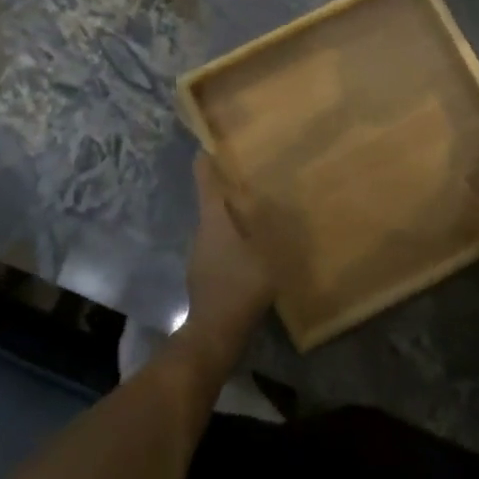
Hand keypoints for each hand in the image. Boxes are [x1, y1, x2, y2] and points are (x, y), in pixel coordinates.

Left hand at [184, 153, 273, 342]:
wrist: (215, 333)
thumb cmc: (242, 286)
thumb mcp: (266, 253)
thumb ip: (272, 227)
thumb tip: (279, 203)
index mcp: (214, 219)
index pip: (205, 181)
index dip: (206, 162)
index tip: (208, 145)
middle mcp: (201, 231)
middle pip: (211, 203)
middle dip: (226, 191)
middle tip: (249, 180)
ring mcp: (199, 254)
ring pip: (215, 227)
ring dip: (230, 218)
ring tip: (254, 214)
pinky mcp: (203, 275)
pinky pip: (218, 248)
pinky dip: (231, 242)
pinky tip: (249, 251)